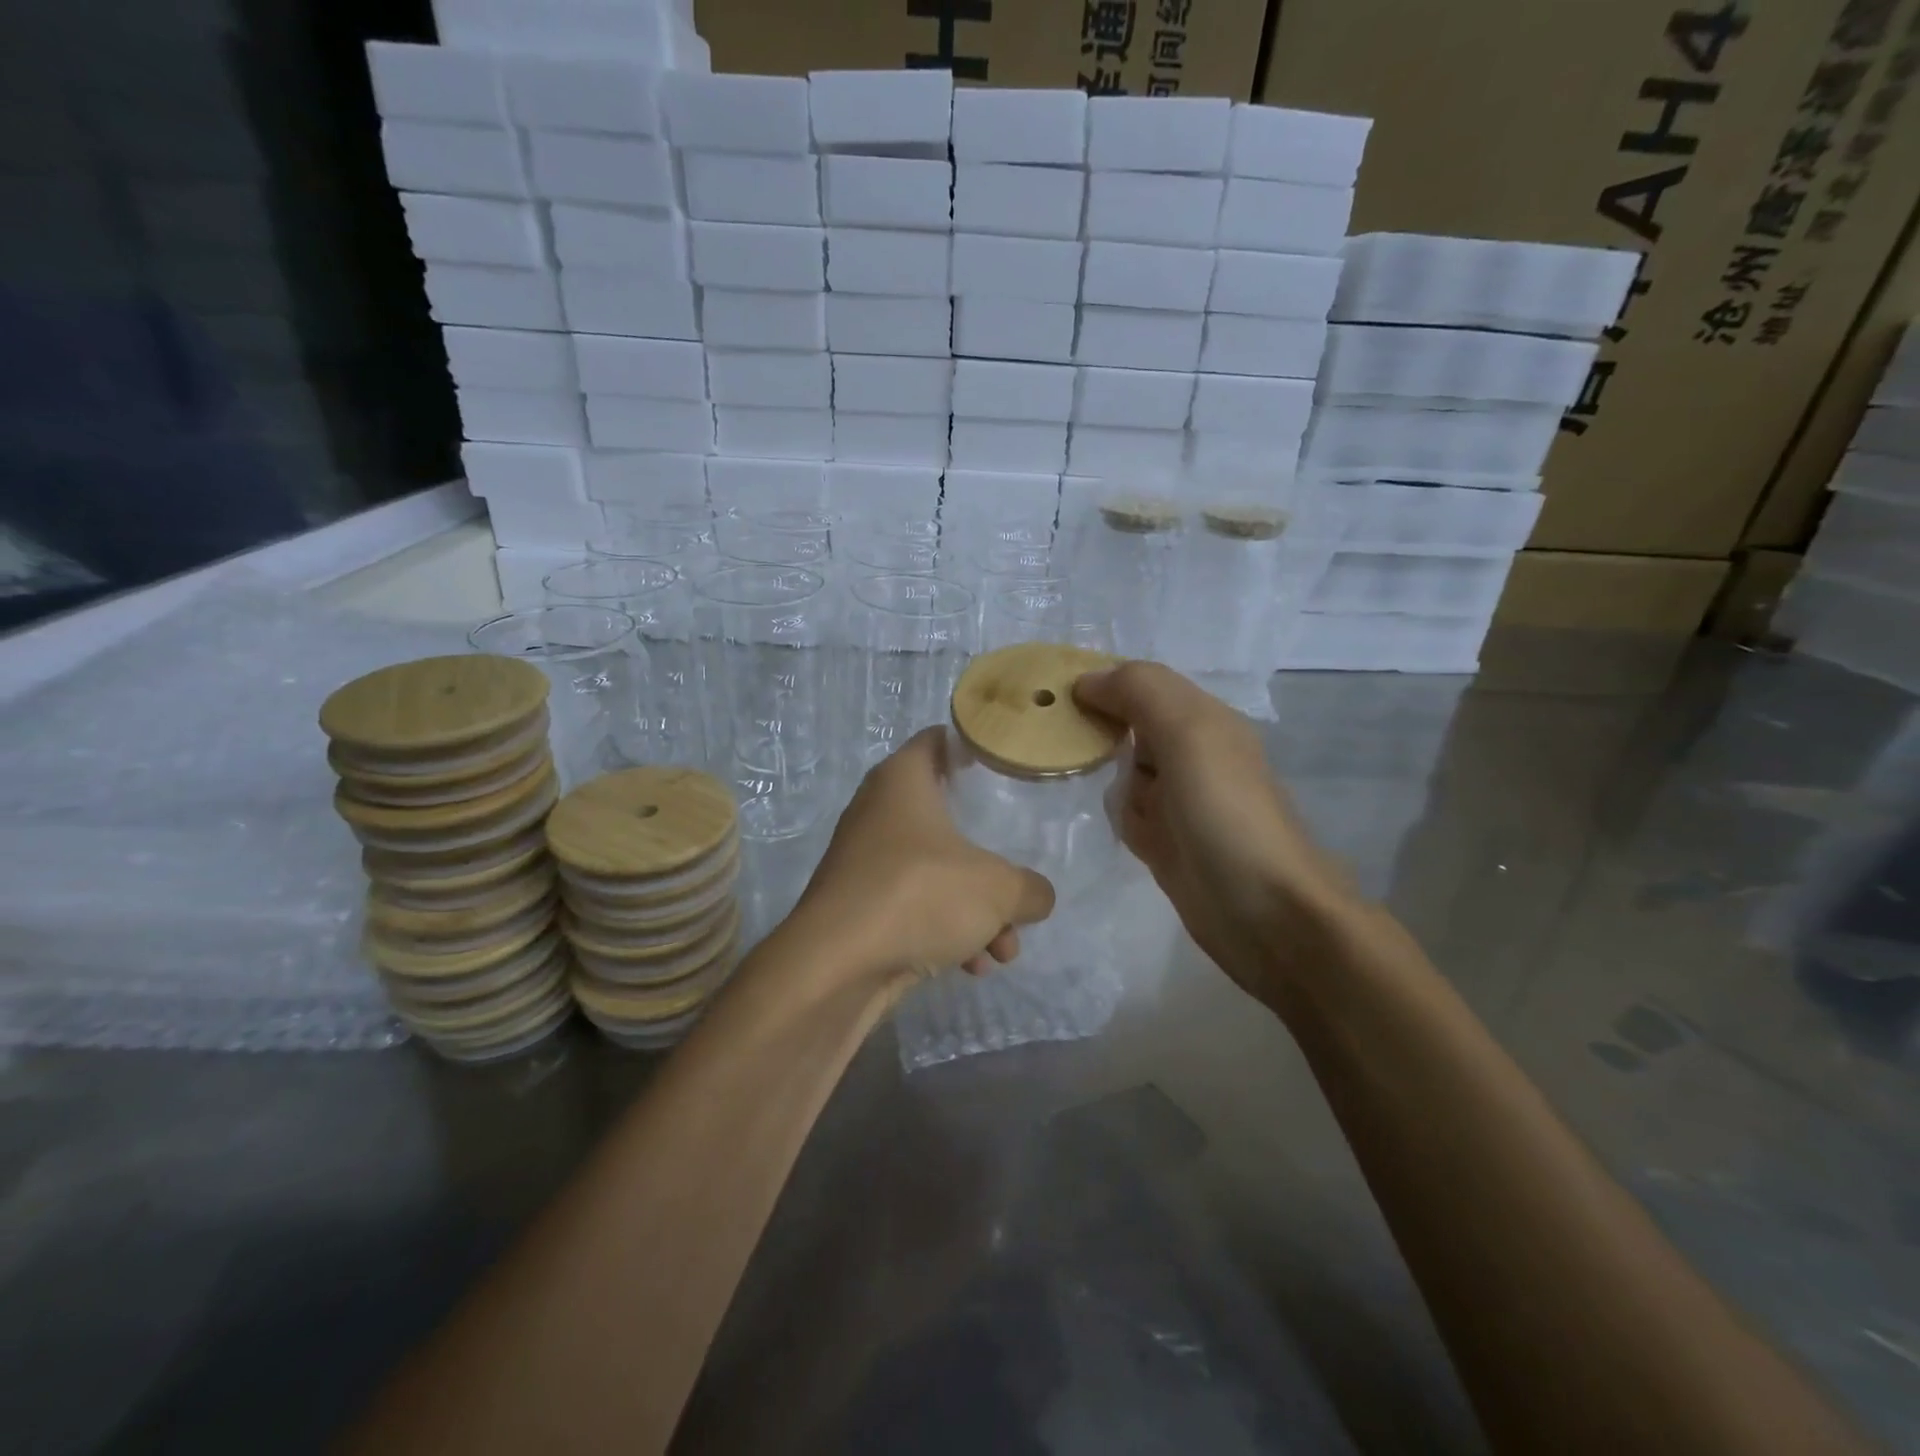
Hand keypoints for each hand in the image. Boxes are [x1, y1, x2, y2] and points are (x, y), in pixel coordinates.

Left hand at [786, 728, 1055, 999]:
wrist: (835, 967)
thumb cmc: (918, 895)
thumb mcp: (998, 890)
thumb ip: (1030, 889)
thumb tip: (1037, 897)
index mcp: (903, 779)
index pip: (940, 739)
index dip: (974, 748)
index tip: (1006, 770)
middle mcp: (878, 810)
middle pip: (947, 818)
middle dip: (988, 860)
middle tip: (1015, 881)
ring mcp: (865, 860)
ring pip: (935, 871)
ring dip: (974, 909)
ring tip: (1004, 949)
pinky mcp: (858, 905)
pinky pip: (913, 905)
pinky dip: (943, 929)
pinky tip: (971, 966)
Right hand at [1074, 662, 1362, 1010]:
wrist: (1268, 915)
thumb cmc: (1226, 815)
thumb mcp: (1188, 734)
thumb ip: (1141, 692)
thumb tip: (1087, 680)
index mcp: (1202, 719)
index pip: (1139, 684)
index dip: (1099, 684)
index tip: (1051, 696)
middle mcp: (1191, 753)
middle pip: (1127, 726)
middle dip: (1095, 730)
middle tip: (1052, 738)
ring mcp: (1180, 800)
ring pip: (1123, 772)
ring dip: (1106, 779)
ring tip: (1093, 787)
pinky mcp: (1168, 842)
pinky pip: (1129, 814)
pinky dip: (1121, 818)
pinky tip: (1127, 831)